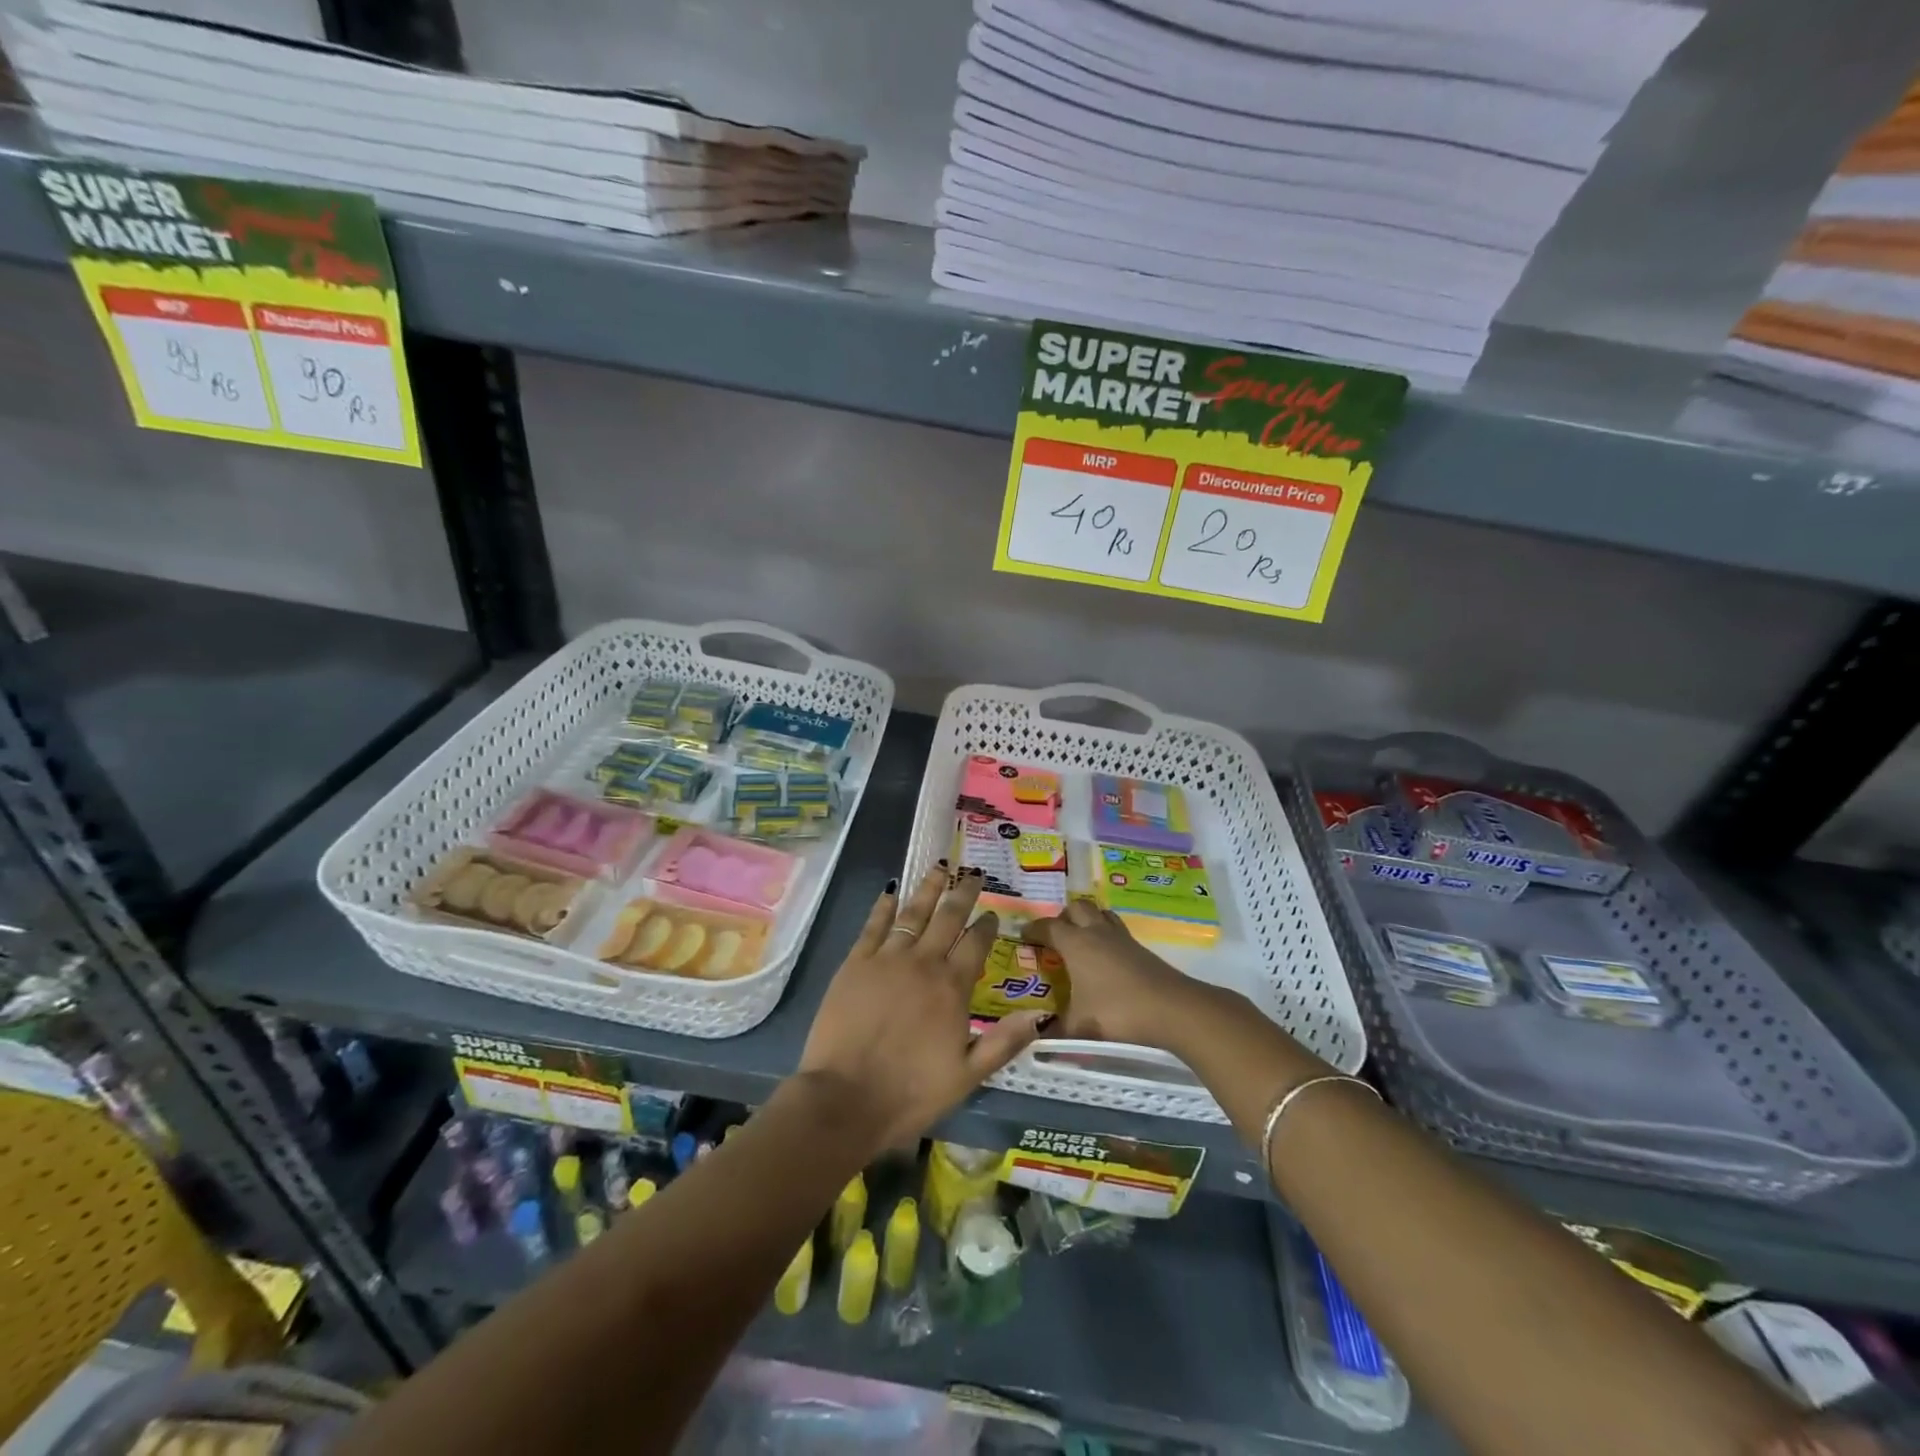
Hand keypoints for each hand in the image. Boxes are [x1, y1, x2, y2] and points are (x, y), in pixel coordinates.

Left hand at [796, 864, 1045, 1148]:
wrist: (845, 1098)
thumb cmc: (910, 1092)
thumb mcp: (967, 1076)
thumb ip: (1003, 1042)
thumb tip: (1040, 1014)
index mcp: (952, 987)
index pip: (976, 944)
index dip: (987, 926)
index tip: (993, 913)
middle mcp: (923, 962)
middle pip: (948, 918)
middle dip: (963, 893)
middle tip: (973, 874)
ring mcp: (887, 959)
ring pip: (913, 912)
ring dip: (928, 889)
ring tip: (939, 867)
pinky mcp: (855, 963)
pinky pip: (873, 926)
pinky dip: (883, 907)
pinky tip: (890, 892)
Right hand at [1023, 899, 1205, 1049]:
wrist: (1172, 1009)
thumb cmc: (1117, 1012)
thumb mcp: (1079, 1027)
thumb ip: (1054, 1030)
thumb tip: (1035, 1035)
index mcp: (1076, 944)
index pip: (1048, 926)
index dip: (1033, 929)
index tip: (1023, 935)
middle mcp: (1096, 933)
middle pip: (1077, 908)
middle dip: (1063, 917)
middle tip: (1054, 936)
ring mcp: (1122, 938)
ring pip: (1100, 914)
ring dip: (1087, 920)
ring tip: (1080, 940)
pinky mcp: (1140, 949)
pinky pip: (1116, 930)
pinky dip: (1106, 936)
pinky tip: (1106, 959)